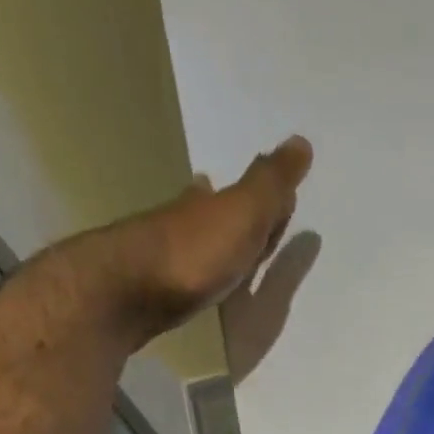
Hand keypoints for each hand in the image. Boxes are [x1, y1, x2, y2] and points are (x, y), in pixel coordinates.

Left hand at [55, 135, 313, 344]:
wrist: (131, 293)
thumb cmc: (196, 250)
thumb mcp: (244, 212)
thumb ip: (271, 183)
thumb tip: (302, 140)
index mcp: (209, 203)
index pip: (241, 191)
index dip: (258, 189)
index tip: (268, 183)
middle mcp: (184, 222)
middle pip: (212, 211)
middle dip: (227, 208)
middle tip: (243, 205)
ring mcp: (166, 257)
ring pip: (197, 242)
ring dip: (211, 240)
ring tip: (225, 246)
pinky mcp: (154, 290)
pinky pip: (186, 275)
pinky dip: (196, 272)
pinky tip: (196, 281)